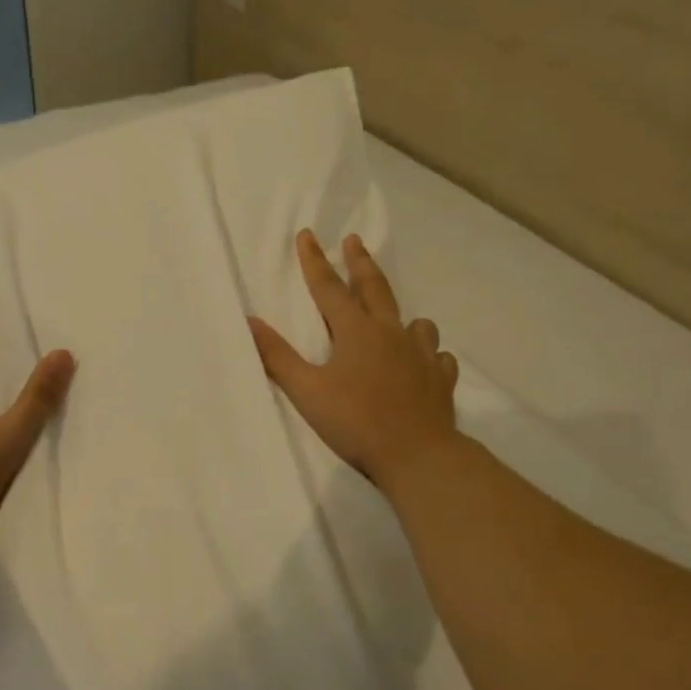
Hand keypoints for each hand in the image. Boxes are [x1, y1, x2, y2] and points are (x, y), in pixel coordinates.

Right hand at [250, 231, 461, 497]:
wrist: (418, 454)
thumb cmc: (356, 422)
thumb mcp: (307, 391)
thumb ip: (277, 356)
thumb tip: (249, 322)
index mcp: (356, 332)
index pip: (329, 288)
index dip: (314, 261)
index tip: (307, 235)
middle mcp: (391, 334)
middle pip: (375, 289)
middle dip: (360, 263)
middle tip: (354, 241)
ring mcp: (422, 355)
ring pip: (415, 322)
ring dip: (401, 315)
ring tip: (397, 318)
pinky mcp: (441, 380)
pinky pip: (438, 357)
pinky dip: (429, 353)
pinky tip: (426, 361)